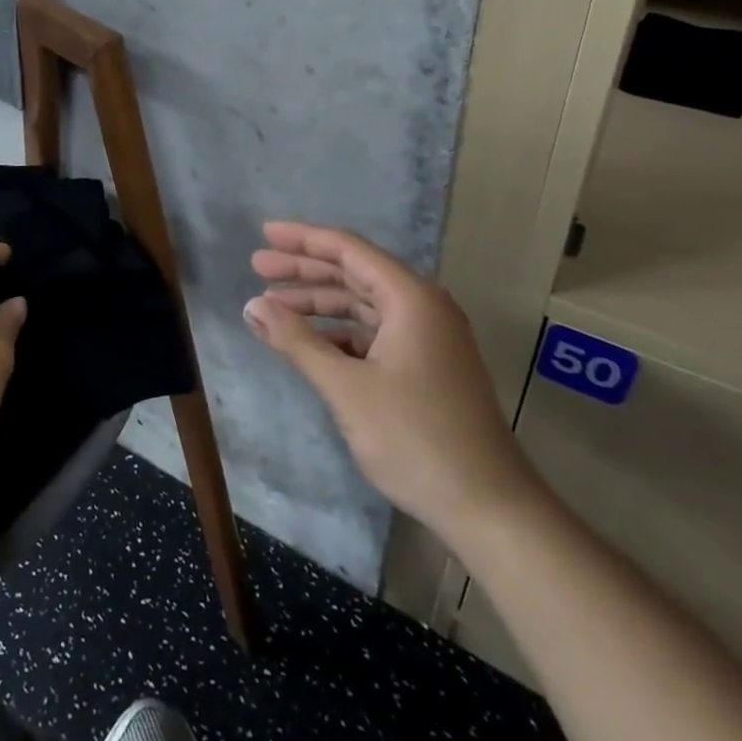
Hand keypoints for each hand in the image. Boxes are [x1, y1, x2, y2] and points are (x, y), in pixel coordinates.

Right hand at [245, 221, 541, 555]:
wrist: (489, 507)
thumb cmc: (415, 438)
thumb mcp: (346, 388)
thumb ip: (297, 342)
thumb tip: (252, 306)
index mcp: (410, 298)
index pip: (348, 250)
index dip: (303, 239)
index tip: (265, 233)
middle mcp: (422, 306)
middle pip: (354, 272)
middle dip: (305, 269)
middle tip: (258, 267)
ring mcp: (428, 337)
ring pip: (363, 304)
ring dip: (319, 303)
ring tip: (273, 307)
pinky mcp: (427, 365)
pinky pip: (375, 333)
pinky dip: (340, 333)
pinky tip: (310, 344)